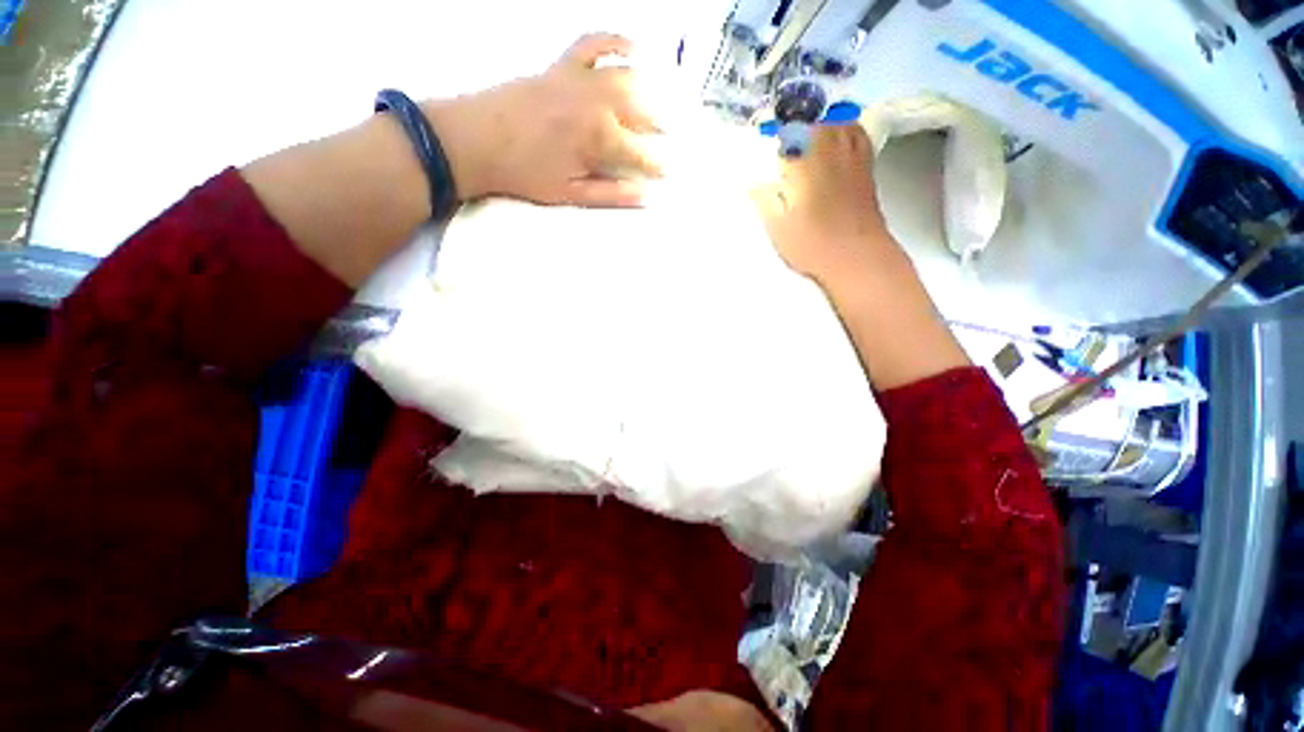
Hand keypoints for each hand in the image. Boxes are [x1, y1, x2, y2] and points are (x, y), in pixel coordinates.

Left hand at [425, 34, 663, 207]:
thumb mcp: (571, 194)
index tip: (668, 173)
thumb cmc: (524, 173)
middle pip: (641, 110)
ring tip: (661, 102)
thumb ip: (611, 194)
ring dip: (649, 89)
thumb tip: (645, 197)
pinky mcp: (562, 65)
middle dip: (659, 126)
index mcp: (599, 139)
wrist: (476, 140)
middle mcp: (597, 102)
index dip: (657, 165)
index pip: (641, 153)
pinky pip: (593, 43)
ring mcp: (580, 79)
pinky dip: (615, 41)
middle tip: (668, 138)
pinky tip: (633, 47)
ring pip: (627, 76)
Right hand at [752, 125, 969, 388]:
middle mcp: (829, 149)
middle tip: (784, 148)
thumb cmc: (812, 244)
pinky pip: (856, 134)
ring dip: (820, 127)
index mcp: (803, 162)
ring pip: (836, 123)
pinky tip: (835, 144)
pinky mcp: (866, 168)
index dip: (775, 140)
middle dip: (796, 130)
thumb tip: (754, 183)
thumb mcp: (777, 227)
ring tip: (807, 143)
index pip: (787, 134)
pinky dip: (845, 131)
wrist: (856, 258)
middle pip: (813, 123)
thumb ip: (764, 200)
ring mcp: (852, 156)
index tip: (767, 151)